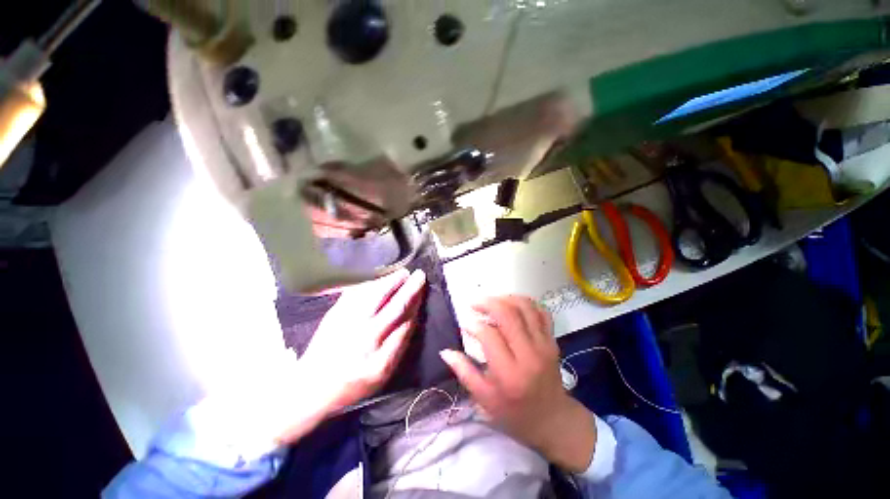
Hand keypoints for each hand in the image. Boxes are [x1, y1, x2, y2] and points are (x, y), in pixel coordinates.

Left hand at [277, 268, 426, 442]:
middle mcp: (363, 334)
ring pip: (372, 294)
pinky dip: (369, 283)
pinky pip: (355, 293)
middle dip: (406, 287)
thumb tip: (413, 317)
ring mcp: (346, 320)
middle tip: (417, 274)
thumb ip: (399, 345)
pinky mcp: (333, 314)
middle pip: (390, 303)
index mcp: (377, 352)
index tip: (422, 289)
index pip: (402, 319)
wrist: (311, 387)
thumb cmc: (352, 383)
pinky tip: (378, 279)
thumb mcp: (382, 373)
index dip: (415, 301)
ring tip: (401, 273)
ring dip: (389, 281)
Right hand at [439, 296, 596, 472]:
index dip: (474, 325)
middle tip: (474, 304)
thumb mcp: (484, 399)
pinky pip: (541, 312)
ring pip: (525, 307)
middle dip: (488, 303)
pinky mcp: (552, 340)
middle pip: (508, 314)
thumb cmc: (514, 413)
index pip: (489, 335)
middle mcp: (528, 354)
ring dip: (505, 298)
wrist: (553, 420)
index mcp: (509, 373)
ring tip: (492, 302)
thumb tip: (445, 352)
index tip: (465, 324)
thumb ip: (464, 373)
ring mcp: (544, 345)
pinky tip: (512, 305)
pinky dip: (526, 303)